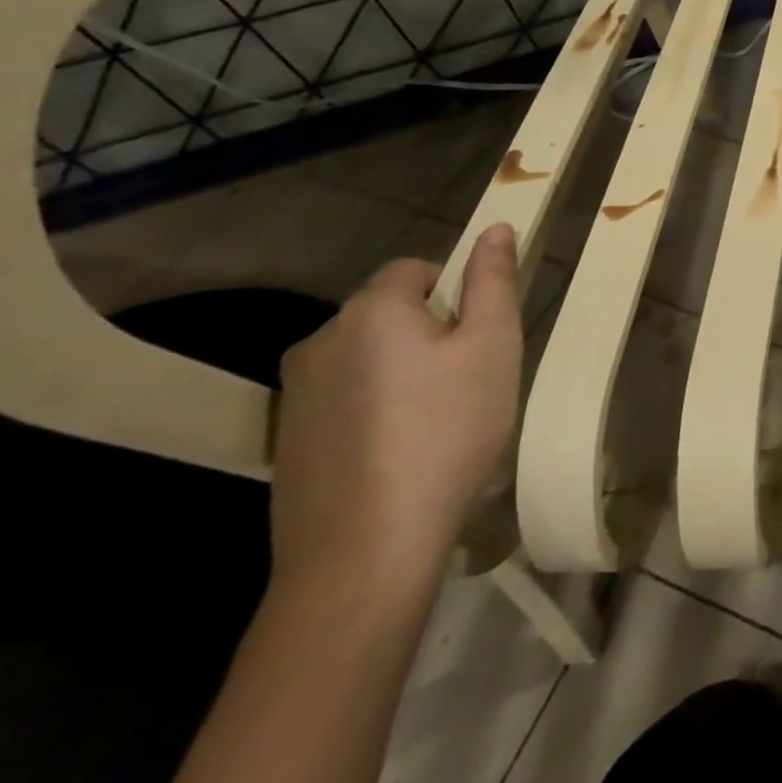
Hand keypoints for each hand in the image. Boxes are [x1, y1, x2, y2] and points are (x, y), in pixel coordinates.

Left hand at [270, 225, 522, 594]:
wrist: (364, 554)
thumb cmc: (447, 432)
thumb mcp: (493, 346)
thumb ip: (493, 281)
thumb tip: (495, 228)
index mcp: (371, 311)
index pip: (416, 269)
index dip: (457, 293)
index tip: (480, 337)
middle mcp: (320, 342)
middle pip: (390, 314)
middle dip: (431, 334)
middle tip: (470, 381)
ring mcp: (295, 397)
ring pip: (368, 360)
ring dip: (403, 373)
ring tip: (439, 423)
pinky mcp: (286, 445)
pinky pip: (345, 402)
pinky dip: (376, 412)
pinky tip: (401, 456)